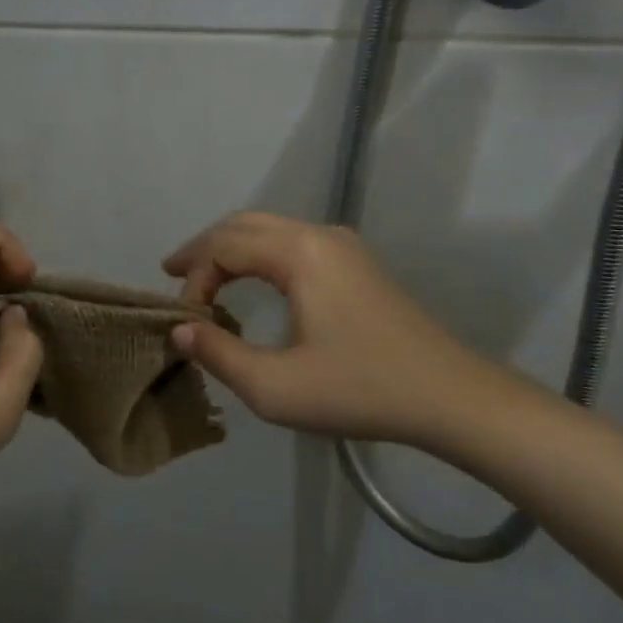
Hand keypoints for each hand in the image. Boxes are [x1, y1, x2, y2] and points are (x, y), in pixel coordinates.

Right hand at [164, 211, 527, 450]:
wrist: (449, 396)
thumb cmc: (360, 390)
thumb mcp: (275, 387)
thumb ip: (219, 354)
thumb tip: (180, 330)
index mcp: (299, 253)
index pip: (224, 247)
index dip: (194, 279)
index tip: (187, 322)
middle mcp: (319, 235)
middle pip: (244, 225)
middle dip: (204, 248)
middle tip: (172, 274)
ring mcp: (343, 245)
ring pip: (270, 229)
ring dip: (232, 248)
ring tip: (203, 277)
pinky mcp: (357, 263)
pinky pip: (293, 243)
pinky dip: (260, 254)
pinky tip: (252, 281)